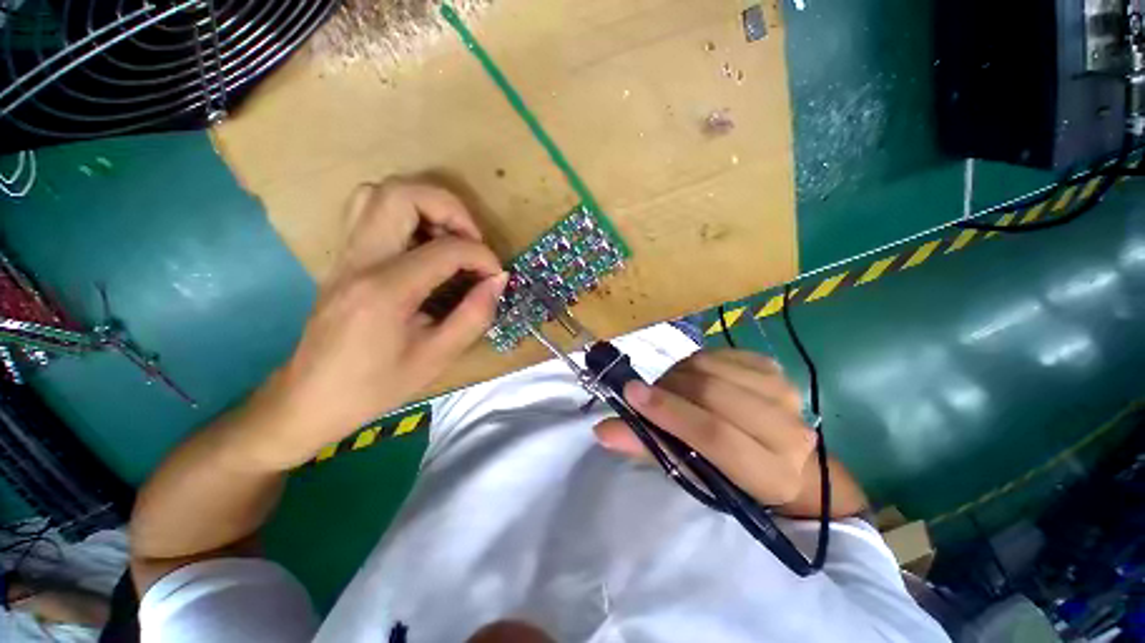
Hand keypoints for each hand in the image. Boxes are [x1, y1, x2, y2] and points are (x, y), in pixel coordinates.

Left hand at [239, 179, 506, 469]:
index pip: (446, 249)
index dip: (482, 257)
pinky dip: (406, 216)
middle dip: (450, 208)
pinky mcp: (342, 259)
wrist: (308, 400)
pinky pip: (370, 213)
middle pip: (401, 193)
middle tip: (472, 241)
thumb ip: (474, 315)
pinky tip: (424, 248)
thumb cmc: (375, 387)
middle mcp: (359, 260)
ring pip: (379, 193)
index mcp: (385, 291)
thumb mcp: (437, 358)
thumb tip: (498, 280)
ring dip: (425, 206)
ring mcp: (344, 255)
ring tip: (450, 239)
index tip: (496, 275)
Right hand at [593, 350, 818, 508]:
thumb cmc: (730, 475)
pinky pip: (718, 353)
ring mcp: (784, 392)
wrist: (780, 454)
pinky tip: (690, 377)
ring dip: (677, 374)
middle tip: (647, 394)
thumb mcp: (690, 472)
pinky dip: (693, 363)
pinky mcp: (773, 368)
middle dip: (668, 388)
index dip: (669, 412)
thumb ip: (649, 448)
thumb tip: (603, 430)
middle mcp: (788, 431)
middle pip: (713, 393)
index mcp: (770, 473)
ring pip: (712, 367)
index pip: (714, 435)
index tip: (630, 394)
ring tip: (668, 388)